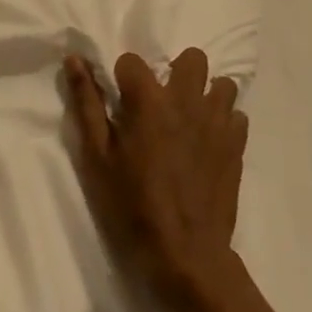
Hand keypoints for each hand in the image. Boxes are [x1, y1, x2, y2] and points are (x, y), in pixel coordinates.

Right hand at [66, 49, 247, 309]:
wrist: (185, 252)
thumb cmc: (131, 204)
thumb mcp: (97, 156)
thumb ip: (87, 103)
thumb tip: (75, 59)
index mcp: (149, 101)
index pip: (133, 60)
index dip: (122, 78)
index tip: (120, 103)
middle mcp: (188, 101)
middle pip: (192, 58)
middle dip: (175, 71)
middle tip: (161, 102)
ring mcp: (217, 122)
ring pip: (222, 84)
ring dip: (205, 94)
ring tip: (188, 119)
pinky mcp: (237, 145)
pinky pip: (236, 115)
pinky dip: (222, 120)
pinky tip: (206, 142)